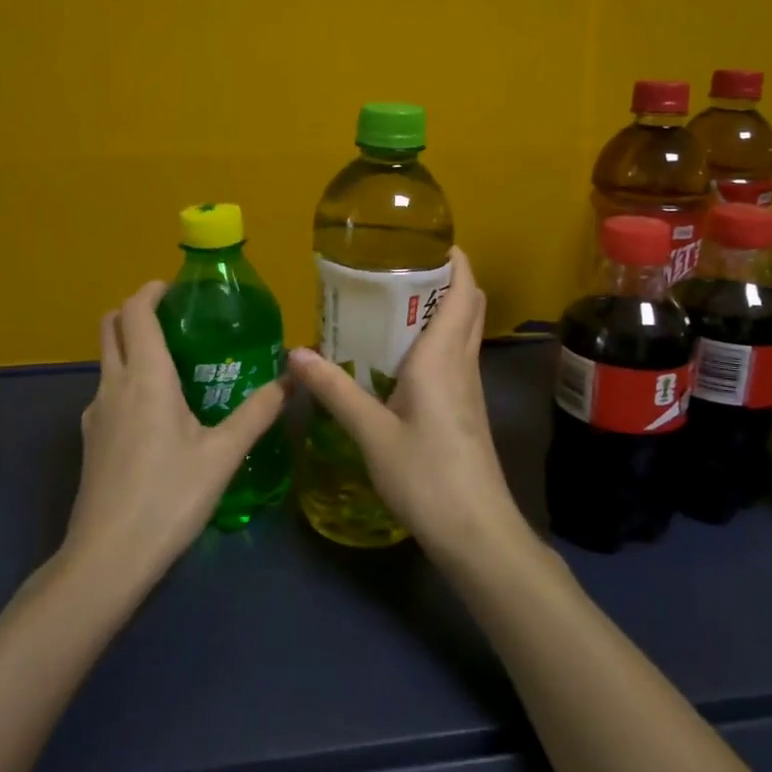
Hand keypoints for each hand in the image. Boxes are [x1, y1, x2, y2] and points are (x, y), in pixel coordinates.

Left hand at [66, 281, 288, 588]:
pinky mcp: (90, 440)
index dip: (151, 291)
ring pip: (107, 360)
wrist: (108, 557)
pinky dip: (127, 380)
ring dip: (131, 346)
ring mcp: (94, 413)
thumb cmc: (170, 496)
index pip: (135, 312)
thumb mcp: (223, 454)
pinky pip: (107, 392)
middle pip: (111, 327)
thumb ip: (258, 412)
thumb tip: (291, 380)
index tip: (176, 288)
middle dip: (135, 311)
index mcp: (145, 376)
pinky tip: (157, 411)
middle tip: (174, 318)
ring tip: (173, 363)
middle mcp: (113, 385)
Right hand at [287, 247, 526, 560]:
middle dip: (444, 278)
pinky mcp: (466, 410)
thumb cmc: (426, 475)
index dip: (453, 259)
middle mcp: (462, 363)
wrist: (476, 532)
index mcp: (442, 357)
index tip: (427, 239)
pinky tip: (401, 358)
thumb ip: (335, 390)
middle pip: (467, 305)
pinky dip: (436, 340)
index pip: (462, 290)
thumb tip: (295, 353)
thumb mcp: (371, 433)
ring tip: (393, 303)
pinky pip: (455, 358)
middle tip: (399, 267)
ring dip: (440, 308)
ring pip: (462, 331)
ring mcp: (469, 388)